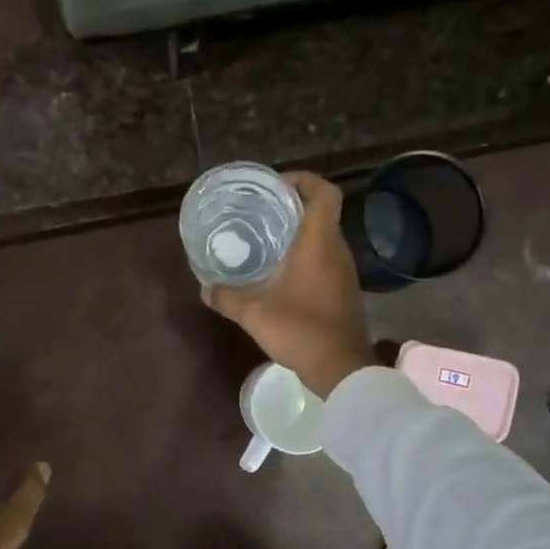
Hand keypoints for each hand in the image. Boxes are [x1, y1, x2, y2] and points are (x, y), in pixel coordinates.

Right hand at [202, 171, 375, 398]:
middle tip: (261, 212)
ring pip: (324, 237)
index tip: (276, 186)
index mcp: (318, 243)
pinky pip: (325, 260)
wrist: (341, 368)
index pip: (324, 192)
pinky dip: (306, 256)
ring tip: (266, 240)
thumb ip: (227, 297)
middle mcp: (336, 250)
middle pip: (321, 212)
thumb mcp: (254, 314)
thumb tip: (205, 288)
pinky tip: (280, 273)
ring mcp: (344, 271)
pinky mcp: (344, 290)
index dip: (303, 180)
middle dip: (292, 206)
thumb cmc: (300, 330)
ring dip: (299, 233)